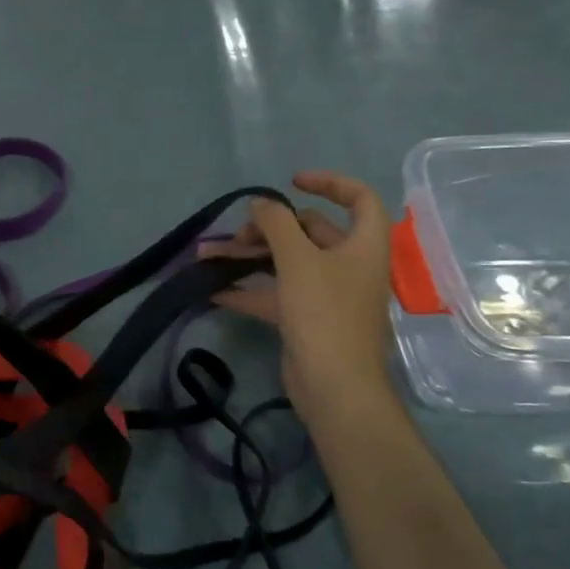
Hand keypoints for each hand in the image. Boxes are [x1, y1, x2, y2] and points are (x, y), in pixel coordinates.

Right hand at [200, 172, 393, 410]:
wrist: (333, 386)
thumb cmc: (325, 314)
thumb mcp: (298, 260)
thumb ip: (276, 224)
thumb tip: (260, 203)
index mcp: (363, 245)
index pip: (358, 198)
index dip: (329, 183)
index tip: (291, 182)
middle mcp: (348, 266)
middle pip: (310, 232)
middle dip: (268, 228)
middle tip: (236, 233)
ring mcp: (327, 295)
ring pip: (286, 264)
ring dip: (249, 258)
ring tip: (207, 256)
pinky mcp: (306, 319)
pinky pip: (275, 294)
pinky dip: (248, 288)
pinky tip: (213, 288)